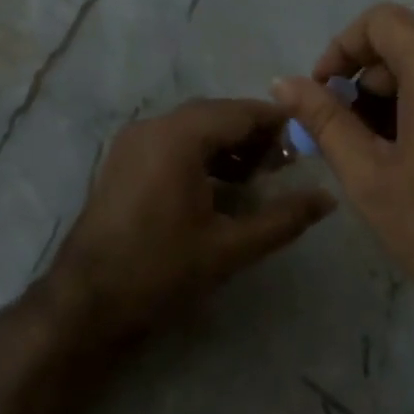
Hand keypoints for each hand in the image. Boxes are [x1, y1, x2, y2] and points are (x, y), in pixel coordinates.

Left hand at [50, 99, 335, 340]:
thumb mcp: (230, 247)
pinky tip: (221, 185)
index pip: (240, 112)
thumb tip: (327, 199)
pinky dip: (202, 154)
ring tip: (259, 175)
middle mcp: (153, 127)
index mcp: (178, 137)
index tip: (308, 141)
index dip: (278, 124)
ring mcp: (133, 142)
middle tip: (287, 163)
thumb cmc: (160, 269)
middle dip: (254, 135)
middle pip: (216, 115)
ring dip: (228, 144)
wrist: (86, 301)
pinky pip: (172, 142)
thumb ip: (283, 219)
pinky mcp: (123, 161)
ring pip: (193, 128)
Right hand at [273, 4, 413, 357]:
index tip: (321, 92)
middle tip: (341, 131)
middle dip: (364, 78)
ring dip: (391, 94)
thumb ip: (323, 119)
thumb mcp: (368, 175)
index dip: (340, 48)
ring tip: (371, 148)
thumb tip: (282, 82)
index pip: (380, 21)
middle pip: (406, 41)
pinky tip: (407, 151)